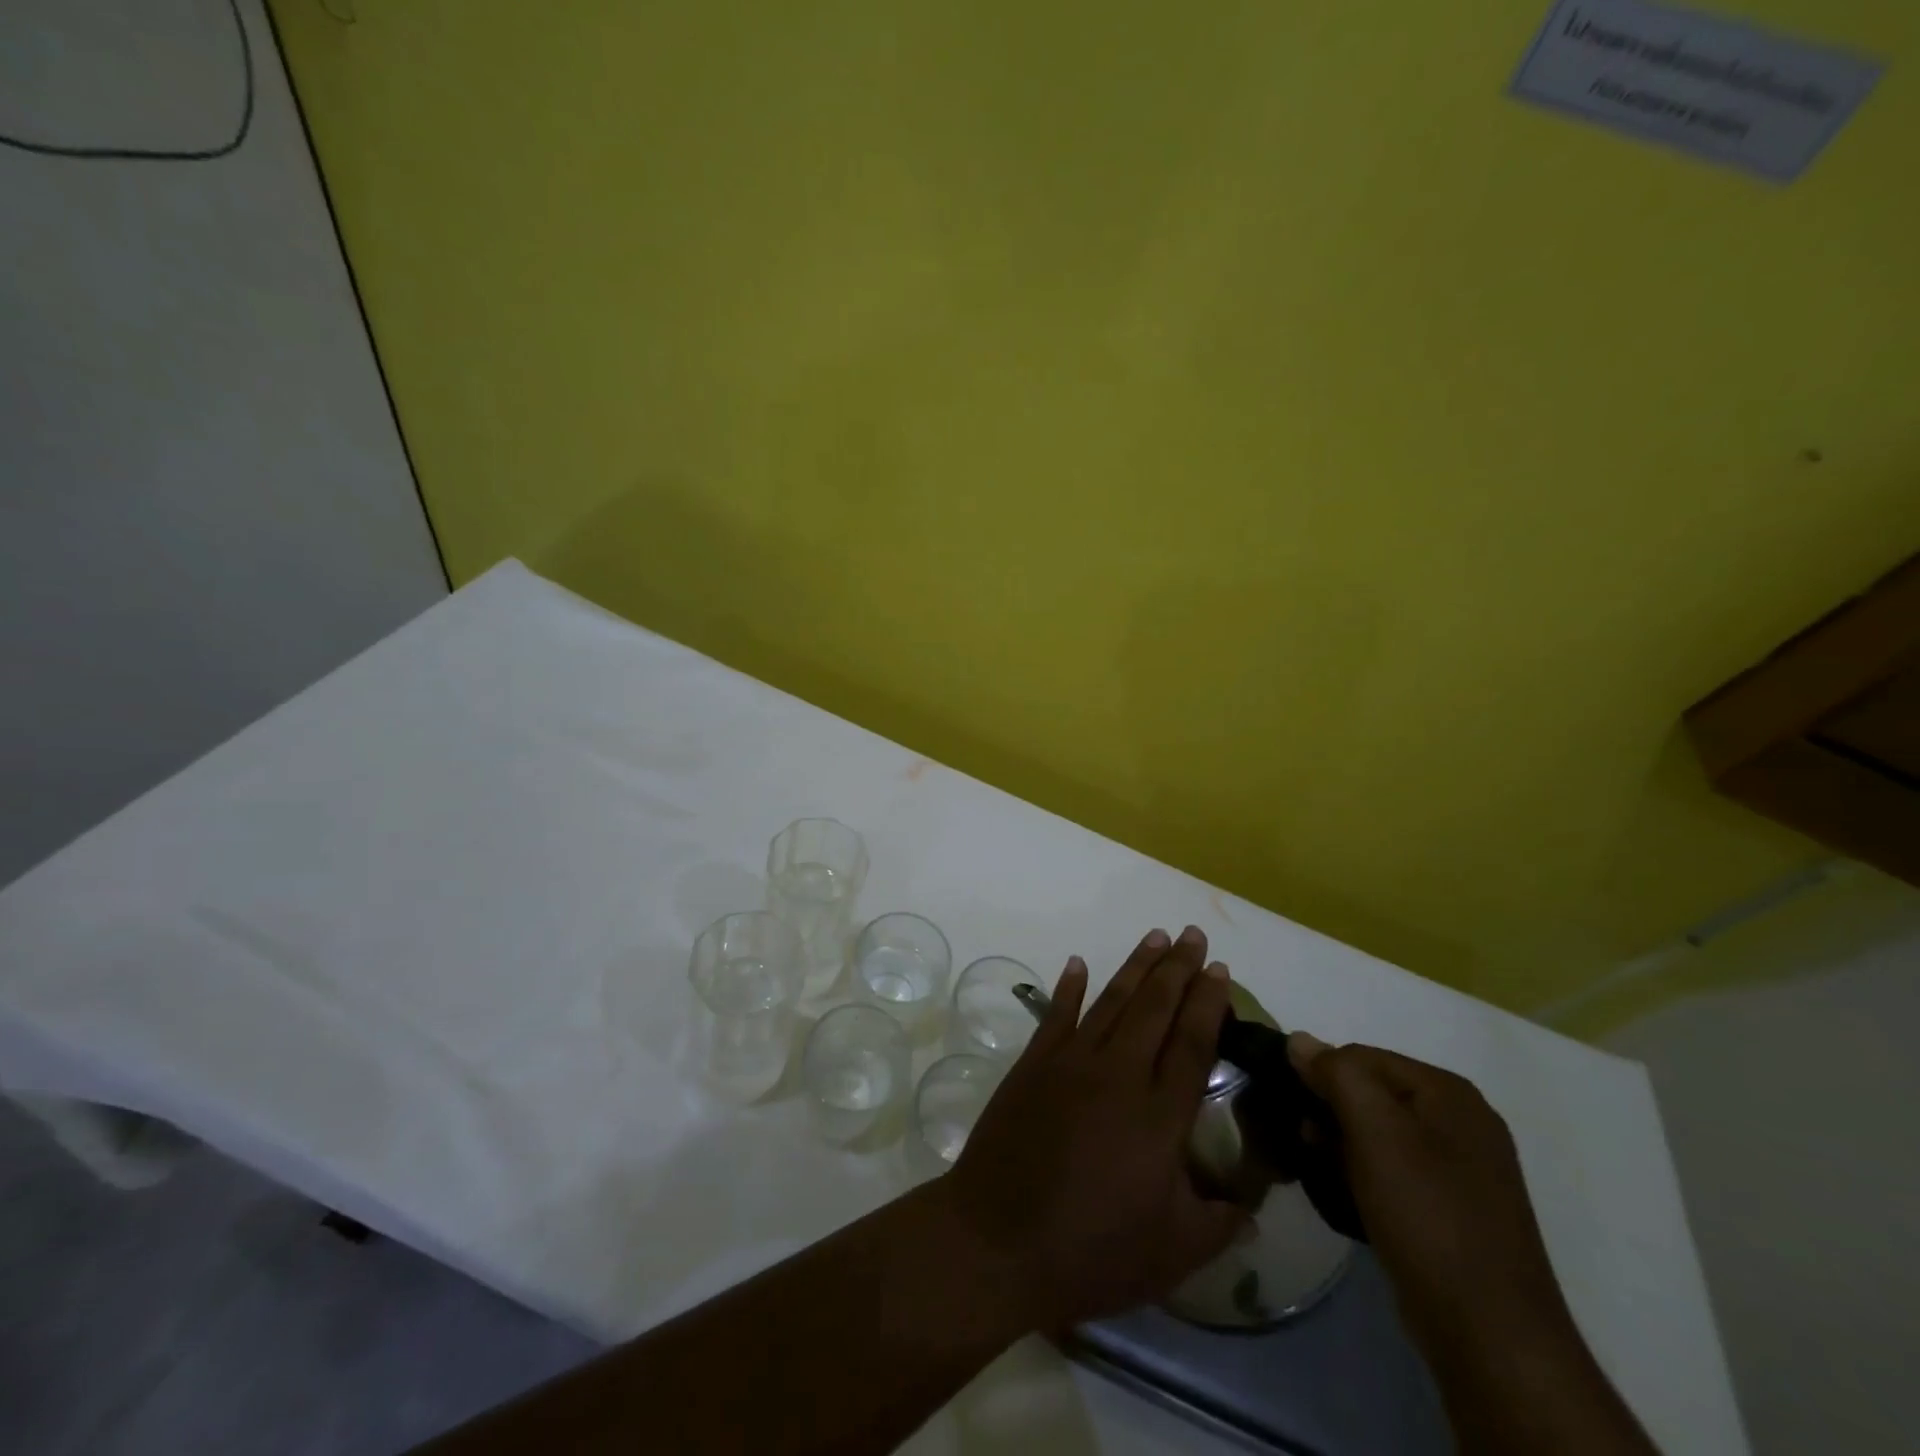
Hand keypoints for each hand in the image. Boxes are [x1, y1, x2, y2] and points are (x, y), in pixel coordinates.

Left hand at [939, 926, 1247, 1331]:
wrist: (998, 1238)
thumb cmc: (1092, 1251)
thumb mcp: (1173, 1253)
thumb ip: (1220, 1223)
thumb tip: (1254, 1207)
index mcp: (1159, 1115)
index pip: (1191, 1043)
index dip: (1208, 1003)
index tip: (1220, 969)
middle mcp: (1118, 1074)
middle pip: (1155, 1008)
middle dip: (1178, 968)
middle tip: (1193, 933)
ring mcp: (1070, 1063)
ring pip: (1111, 1001)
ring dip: (1136, 967)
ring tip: (1155, 937)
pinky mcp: (1033, 1064)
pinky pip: (1056, 1014)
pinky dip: (1068, 987)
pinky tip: (1077, 964)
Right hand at [1285, 1035, 1573, 1352]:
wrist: (1488, 1333)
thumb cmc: (1427, 1215)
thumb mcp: (1375, 1130)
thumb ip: (1336, 1074)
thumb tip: (1299, 1040)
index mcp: (1449, 1092)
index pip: (1361, 1056)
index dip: (1320, 1076)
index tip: (1293, 1109)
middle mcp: (1462, 1120)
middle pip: (1372, 1093)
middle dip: (1330, 1111)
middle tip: (1303, 1142)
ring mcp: (1464, 1168)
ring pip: (1381, 1133)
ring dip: (1343, 1144)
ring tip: (1319, 1170)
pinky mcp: (1456, 1208)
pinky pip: (1396, 1170)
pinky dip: (1365, 1174)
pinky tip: (1347, 1196)